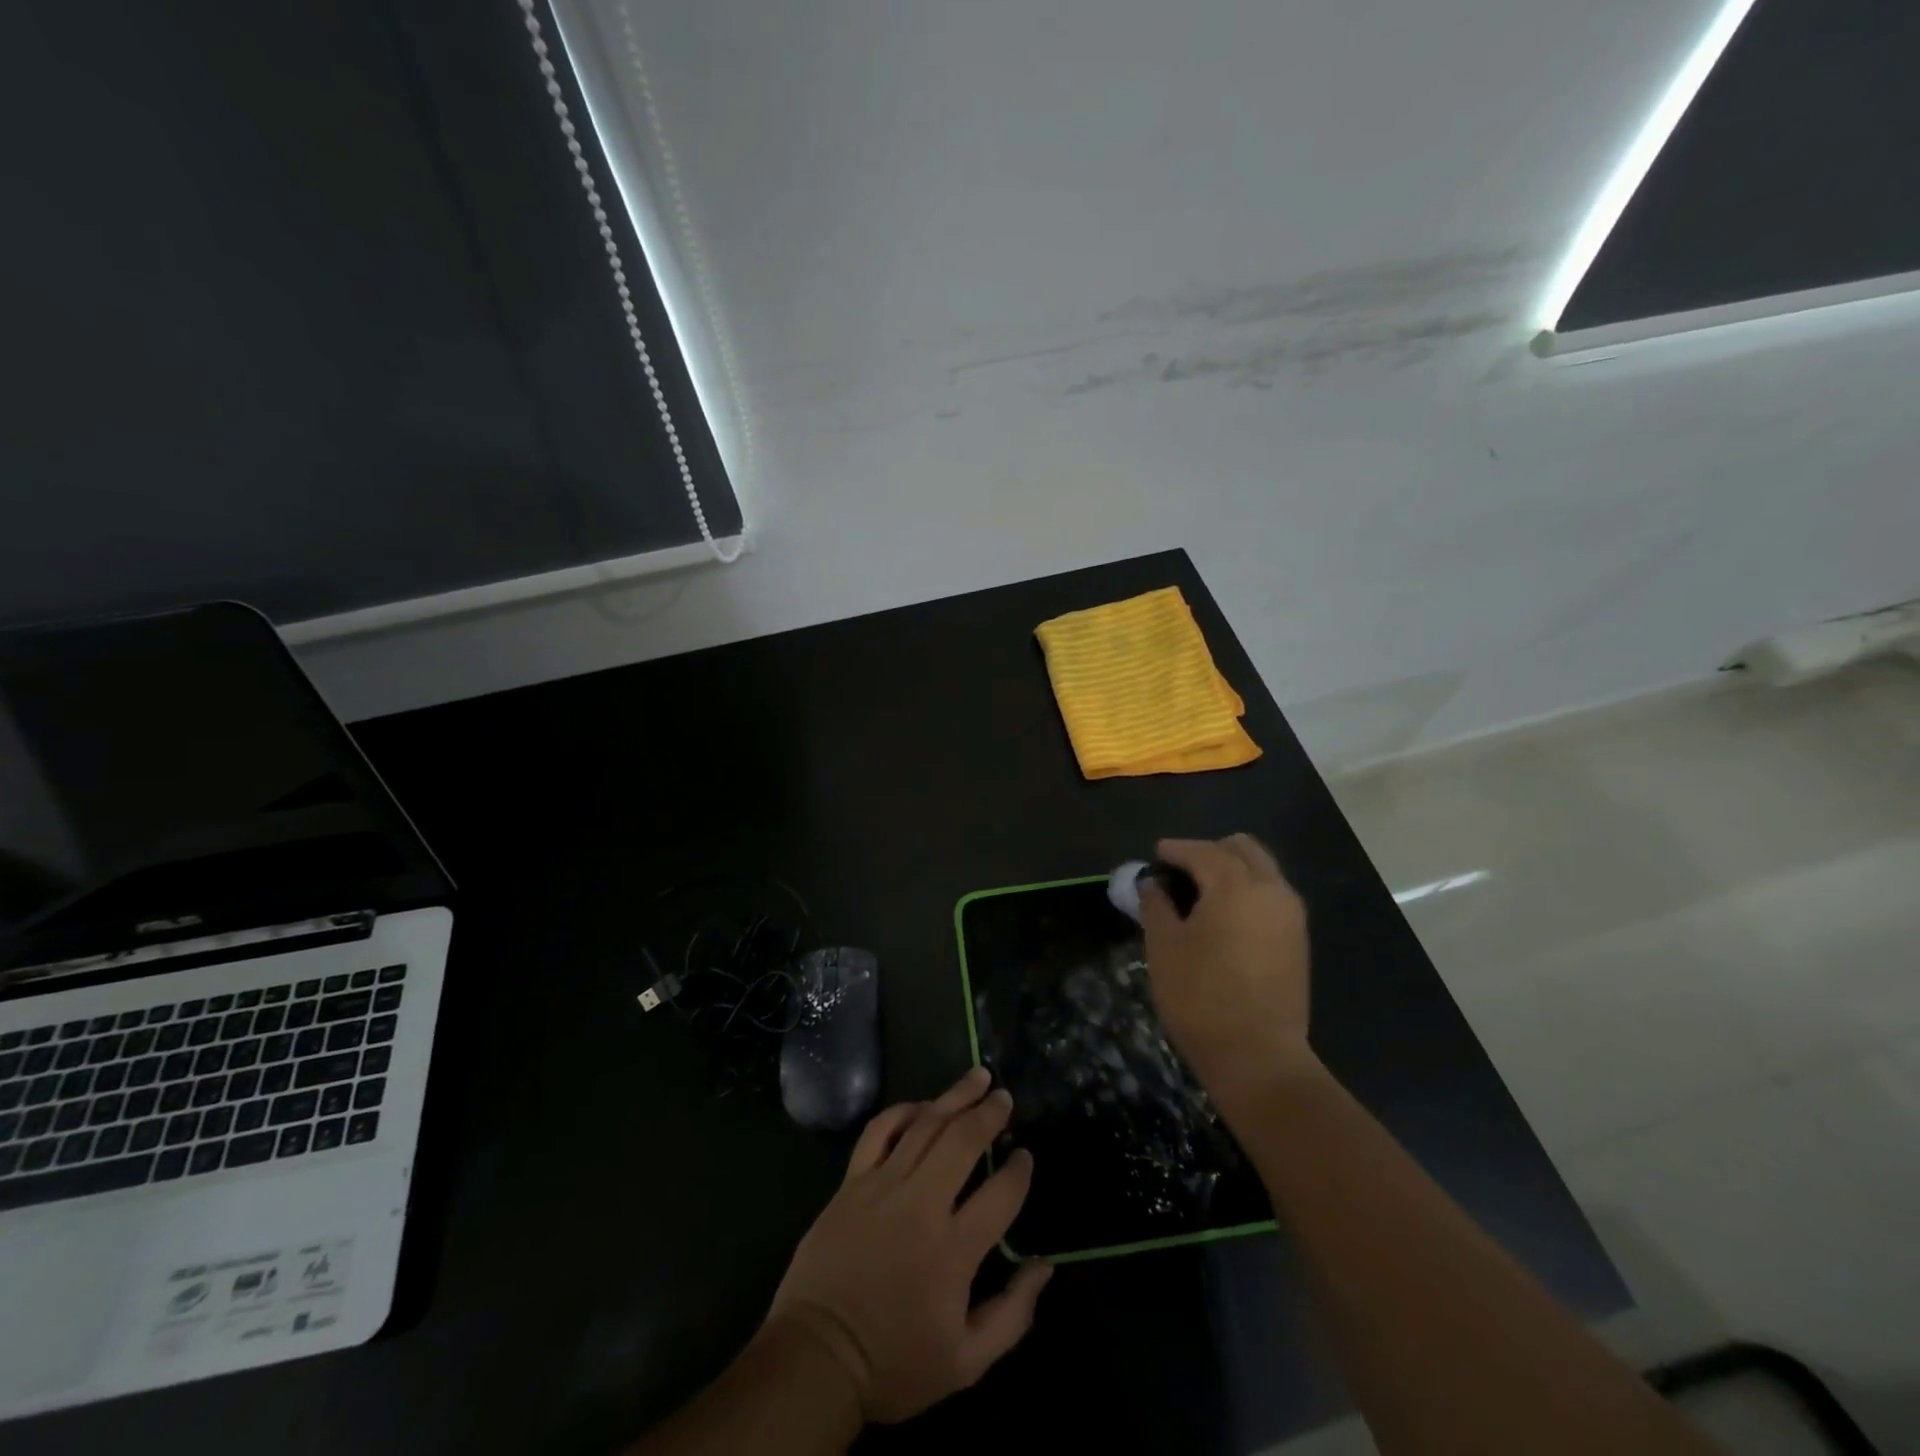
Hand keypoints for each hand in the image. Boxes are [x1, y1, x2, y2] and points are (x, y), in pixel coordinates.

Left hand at [764, 1068, 1053, 1424]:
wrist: (818, 1357)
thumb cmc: (895, 1363)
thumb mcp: (966, 1363)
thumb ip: (1013, 1315)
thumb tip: (1044, 1267)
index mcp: (954, 1250)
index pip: (1000, 1195)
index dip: (1020, 1171)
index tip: (1026, 1156)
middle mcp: (922, 1205)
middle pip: (963, 1142)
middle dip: (989, 1114)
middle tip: (1004, 1097)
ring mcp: (883, 1186)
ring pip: (925, 1125)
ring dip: (955, 1097)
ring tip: (977, 1077)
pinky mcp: (852, 1182)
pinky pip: (879, 1131)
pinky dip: (902, 1111)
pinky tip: (921, 1105)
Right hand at [1140, 835, 1314, 1107]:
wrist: (1258, 1057)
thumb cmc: (1200, 997)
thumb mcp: (1164, 947)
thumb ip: (1156, 905)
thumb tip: (1153, 884)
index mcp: (1236, 886)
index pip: (1202, 852)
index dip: (1175, 850)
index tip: (1156, 854)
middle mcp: (1271, 890)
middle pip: (1243, 849)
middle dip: (1210, 851)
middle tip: (1181, 870)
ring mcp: (1291, 916)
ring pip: (1263, 870)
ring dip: (1232, 870)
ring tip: (1200, 893)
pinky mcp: (1298, 941)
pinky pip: (1272, 896)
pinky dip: (1248, 892)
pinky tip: (1224, 916)